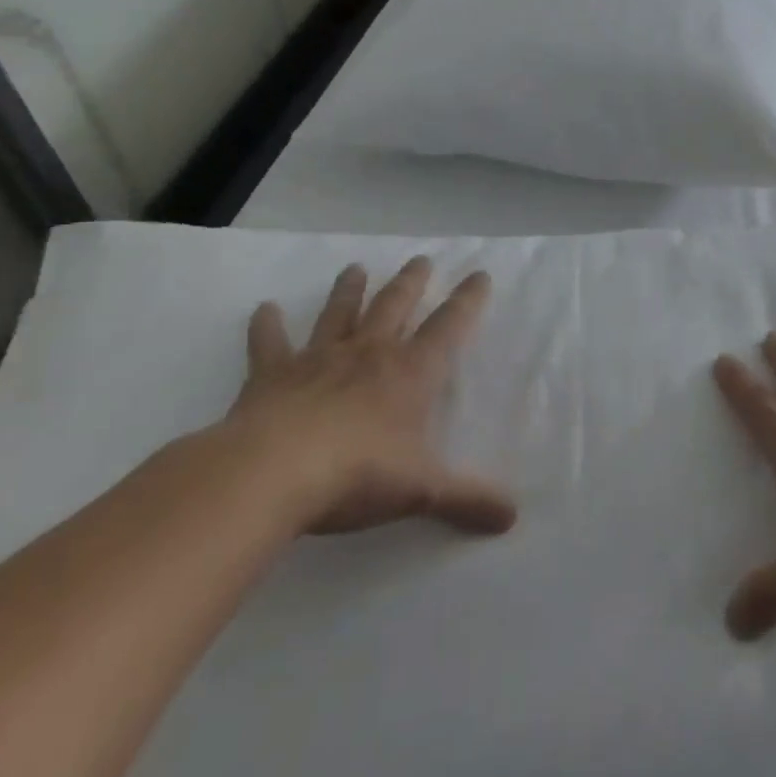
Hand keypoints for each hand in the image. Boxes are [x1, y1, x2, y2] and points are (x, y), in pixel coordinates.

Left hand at [227, 257, 517, 536]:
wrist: (271, 474)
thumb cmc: (357, 474)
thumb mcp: (423, 490)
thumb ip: (467, 500)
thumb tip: (513, 517)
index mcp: (410, 372)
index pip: (449, 326)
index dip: (467, 300)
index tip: (479, 274)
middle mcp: (369, 354)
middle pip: (394, 306)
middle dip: (411, 282)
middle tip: (420, 259)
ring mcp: (318, 360)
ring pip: (338, 314)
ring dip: (348, 291)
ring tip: (355, 267)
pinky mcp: (271, 376)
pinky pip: (268, 345)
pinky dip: (266, 327)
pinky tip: (262, 309)